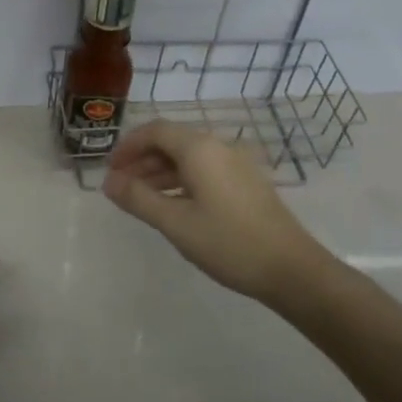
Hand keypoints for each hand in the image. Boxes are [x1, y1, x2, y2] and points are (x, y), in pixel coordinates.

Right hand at [102, 121, 333, 301]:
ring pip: (188, 157)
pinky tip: (173, 205)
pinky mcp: (246, 183)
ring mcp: (236, 164)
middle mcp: (218, 147)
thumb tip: (108, 182)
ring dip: (160, 172)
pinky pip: (204, 170)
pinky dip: (181, 180)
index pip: (155, 131)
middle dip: (142, 159)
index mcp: (199, 149)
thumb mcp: (175, 223)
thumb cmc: (228, 243)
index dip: (128, 145)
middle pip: (171, 141)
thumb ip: (138, 199)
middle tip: (120, 185)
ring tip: (140, 198)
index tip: (110, 168)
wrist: (292, 270)